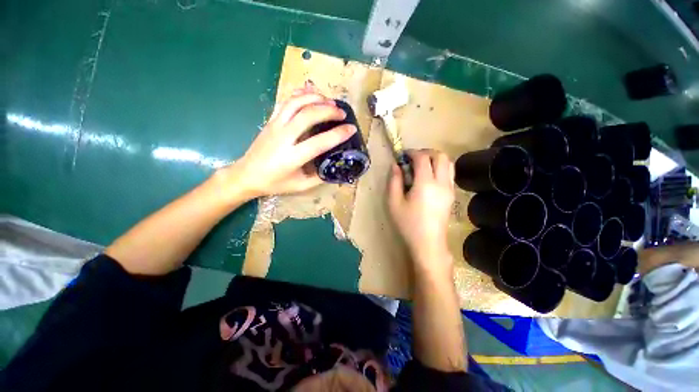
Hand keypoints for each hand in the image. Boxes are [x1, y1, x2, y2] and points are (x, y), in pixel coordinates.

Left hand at [220, 84, 356, 197]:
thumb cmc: (274, 183)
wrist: (246, 175)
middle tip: (343, 114)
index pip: (319, 142)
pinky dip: (300, 94)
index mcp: (292, 157)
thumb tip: (335, 166)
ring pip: (296, 103)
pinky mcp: (271, 120)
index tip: (351, 129)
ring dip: (315, 99)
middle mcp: (283, 138)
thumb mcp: (300, 186)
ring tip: (330, 101)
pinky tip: (311, 94)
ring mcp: (275, 126)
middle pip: (308, 115)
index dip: (338, 134)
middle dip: (329, 111)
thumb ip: (319, 176)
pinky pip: (285, 101)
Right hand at [388, 149, 454, 271]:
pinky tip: (428, 177)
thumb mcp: (394, 202)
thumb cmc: (408, 224)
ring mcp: (449, 188)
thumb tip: (396, 166)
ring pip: (448, 163)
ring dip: (435, 159)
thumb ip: (394, 181)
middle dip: (426, 152)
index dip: (412, 153)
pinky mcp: (452, 194)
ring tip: (421, 166)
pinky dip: (440, 167)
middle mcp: (441, 183)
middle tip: (412, 159)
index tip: (403, 155)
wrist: (428, 243)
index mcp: (425, 184)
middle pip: (440, 156)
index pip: (423, 158)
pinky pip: (449, 173)